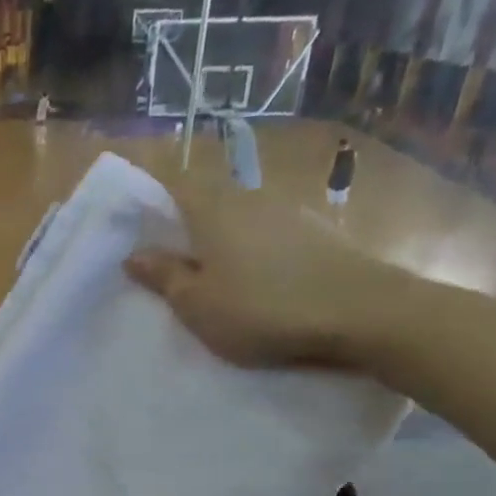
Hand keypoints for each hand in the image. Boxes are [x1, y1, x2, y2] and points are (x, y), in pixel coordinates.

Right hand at [120, 165, 409, 371]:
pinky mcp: (317, 233)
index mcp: (213, 209)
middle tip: (173, 266)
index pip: (174, 185)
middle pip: (208, 202)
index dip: (153, 200)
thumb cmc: (261, 309)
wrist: (360, 311)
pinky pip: (271, 237)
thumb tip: (135, 254)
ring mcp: (289, 212)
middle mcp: (250, 198)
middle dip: (188, 227)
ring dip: (225, 244)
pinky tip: (260, 284)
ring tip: (217, 281)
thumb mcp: (197, 304)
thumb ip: (165, 277)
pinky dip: (256, 254)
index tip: (139, 229)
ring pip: (241, 220)